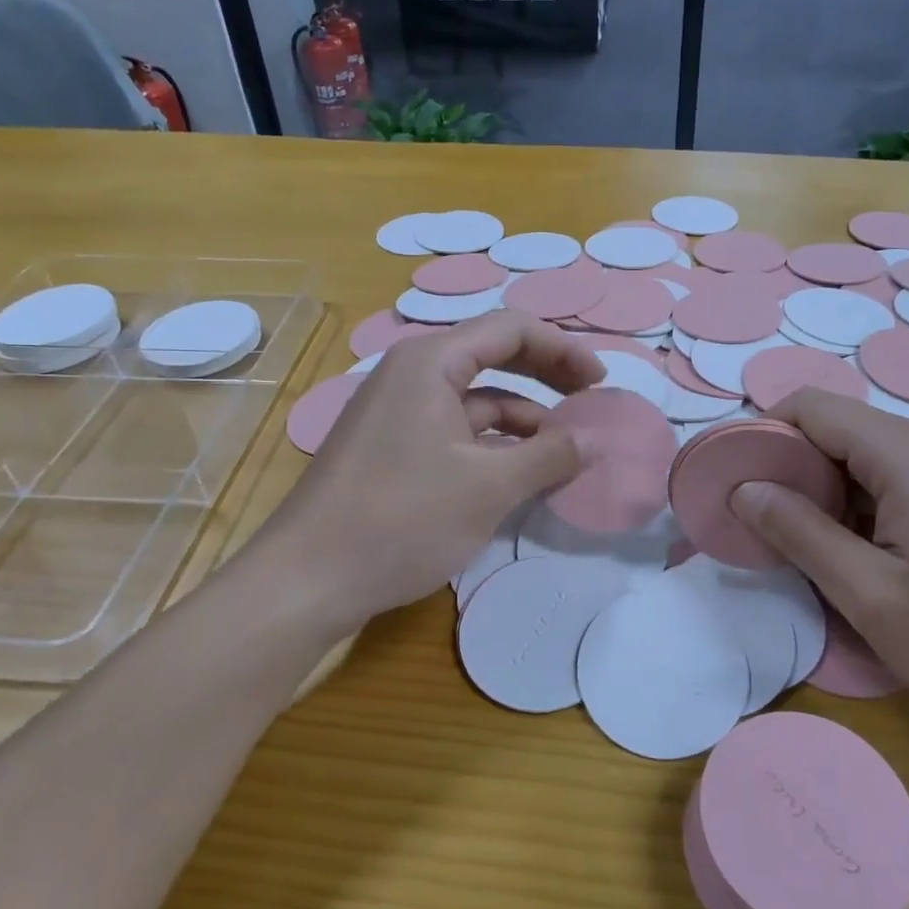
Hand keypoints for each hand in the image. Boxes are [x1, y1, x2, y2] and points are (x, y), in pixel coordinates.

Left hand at [257, 311, 603, 628]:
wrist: (307, 579)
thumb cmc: (402, 519)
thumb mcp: (489, 487)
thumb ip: (550, 456)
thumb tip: (595, 441)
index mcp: (430, 362)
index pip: (511, 329)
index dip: (563, 349)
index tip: (601, 382)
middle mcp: (411, 373)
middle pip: (492, 355)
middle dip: (545, 375)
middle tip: (589, 400)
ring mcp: (396, 411)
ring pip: (474, 398)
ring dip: (522, 418)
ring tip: (562, 450)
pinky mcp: (391, 446)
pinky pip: (454, 429)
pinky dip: (492, 444)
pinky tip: (518, 474)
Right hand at [731, 390, 908, 741]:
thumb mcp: (873, 597)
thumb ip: (801, 534)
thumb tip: (744, 489)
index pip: (811, 406)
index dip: (763, 435)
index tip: (736, 484)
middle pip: (841, 428)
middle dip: (794, 468)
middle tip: (770, 529)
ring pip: (872, 455)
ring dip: (831, 492)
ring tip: (818, 551)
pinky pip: (906, 477)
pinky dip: (869, 504)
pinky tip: (874, 557)